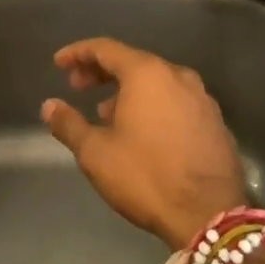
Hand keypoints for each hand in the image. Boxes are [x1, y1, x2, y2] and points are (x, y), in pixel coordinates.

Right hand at [41, 37, 247, 248]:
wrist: (211, 215)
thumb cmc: (146, 176)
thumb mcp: (96, 153)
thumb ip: (69, 124)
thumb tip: (50, 106)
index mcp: (147, 73)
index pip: (105, 48)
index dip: (78, 53)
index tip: (59, 63)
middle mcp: (177, 75)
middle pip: (133, 62)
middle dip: (101, 72)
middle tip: (77, 86)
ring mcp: (201, 98)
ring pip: (156, 82)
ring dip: (127, 91)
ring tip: (106, 113)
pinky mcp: (215, 121)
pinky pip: (175, 100)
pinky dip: (153, 105)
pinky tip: (142, 131)